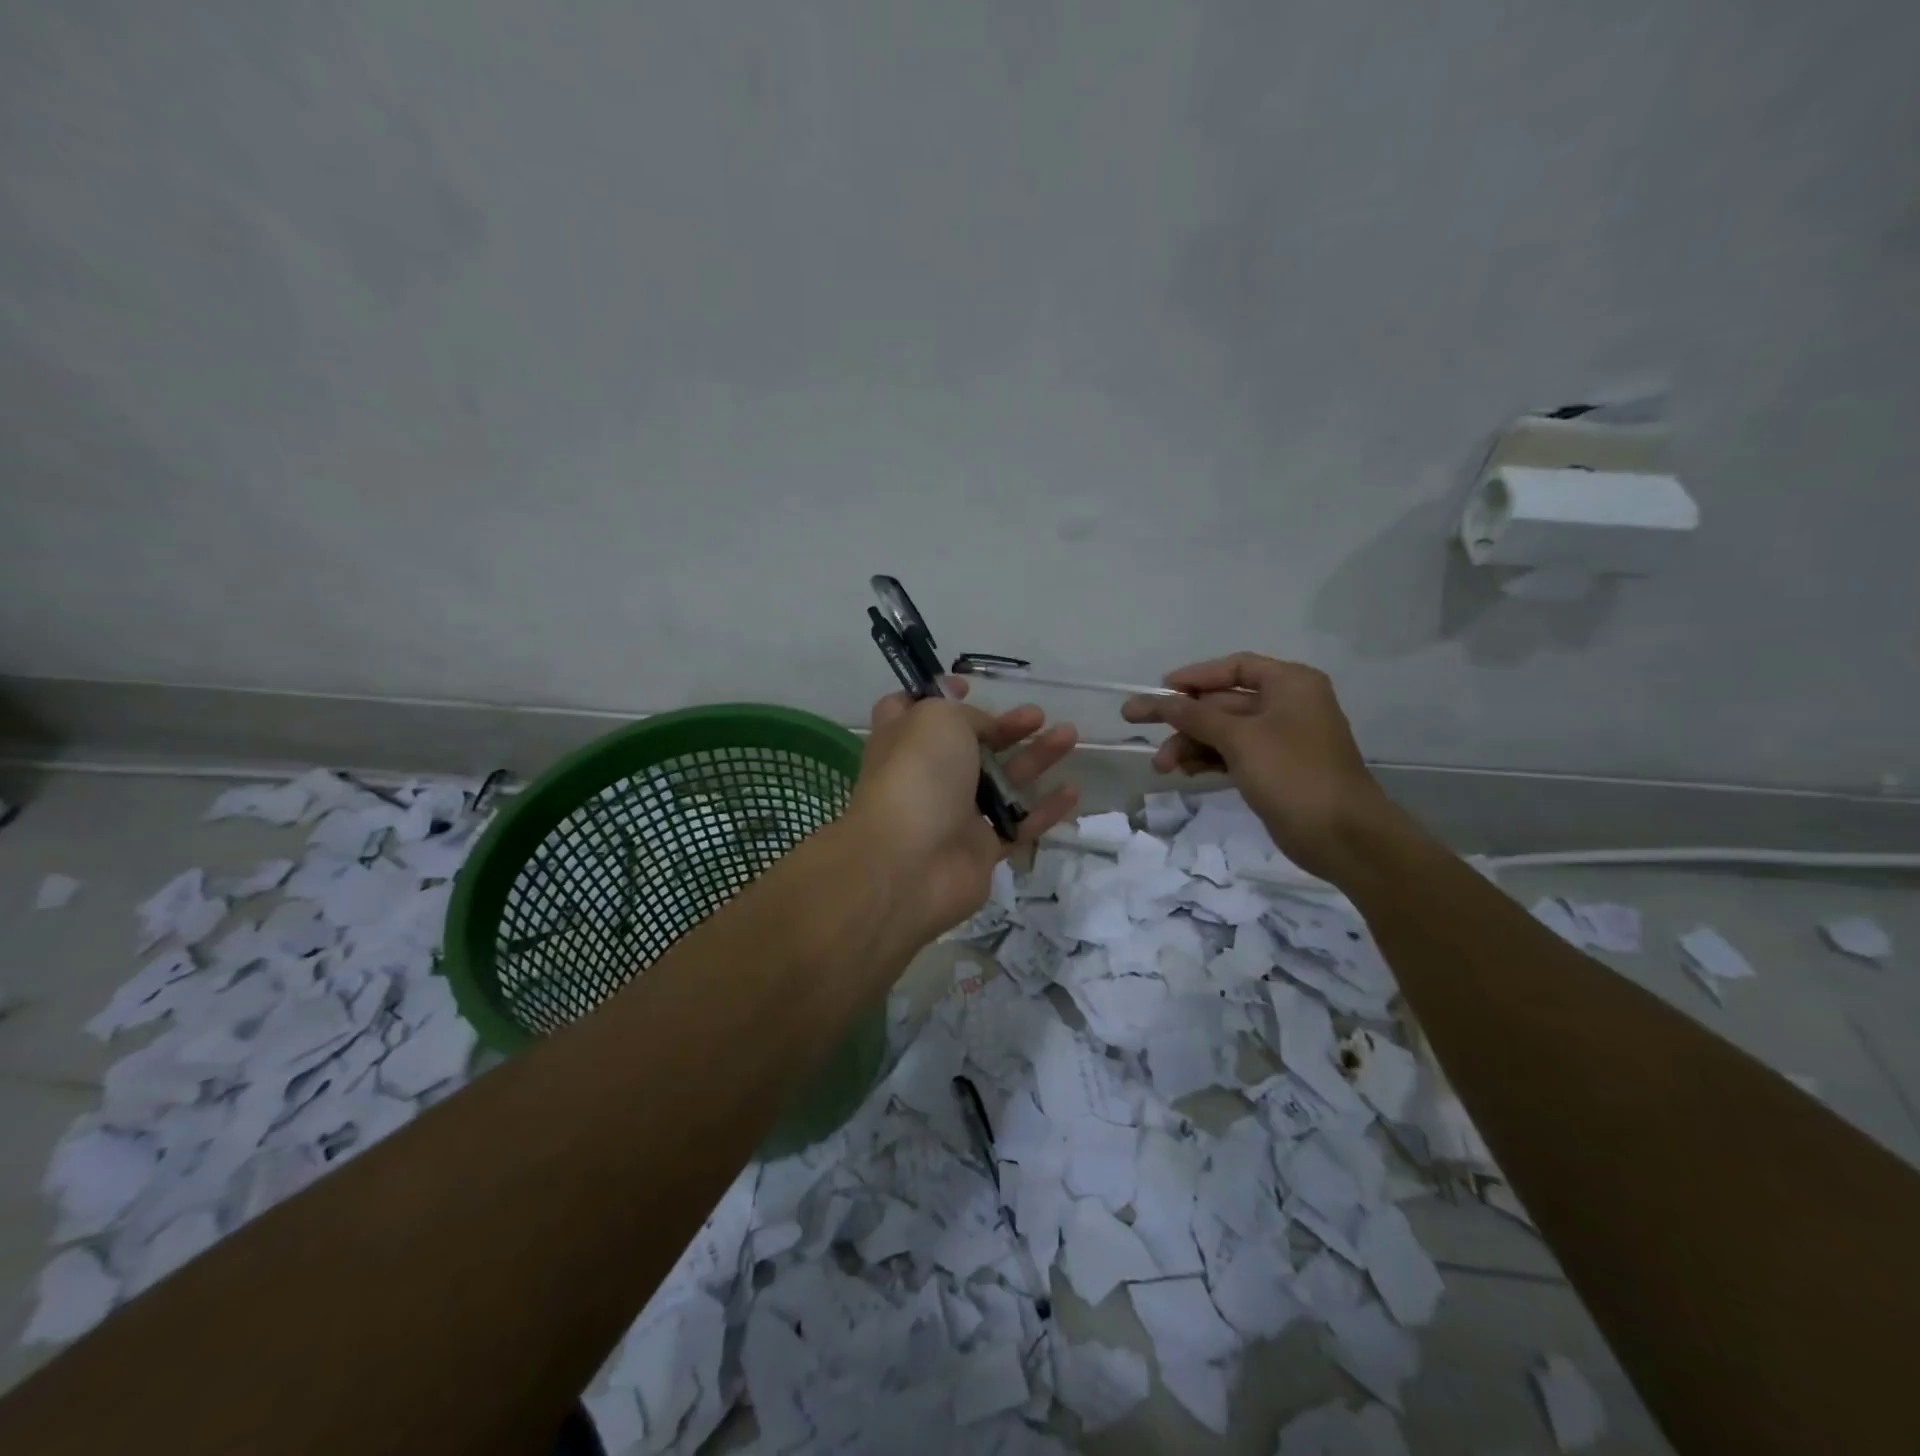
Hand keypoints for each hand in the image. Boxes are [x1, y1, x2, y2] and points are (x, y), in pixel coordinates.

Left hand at [849, 683, 1078, 941]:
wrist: (910, 864)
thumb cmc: (917, 775)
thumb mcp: (938, 719)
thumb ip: (967, 715)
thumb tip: (985, 730)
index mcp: (903, 740)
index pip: (909, 710)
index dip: (937, 696)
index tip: (968, 686)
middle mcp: (926, 775)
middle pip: (969, 745)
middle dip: (1004, 727)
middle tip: (1037, 715)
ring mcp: (954, 814)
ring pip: (1000, 782)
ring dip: (1034, 757)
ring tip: (1069, 735)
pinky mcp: (980, 850)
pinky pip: (1019, 825)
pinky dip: (1045, 809)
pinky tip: (1073, 791)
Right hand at [1121, 653, 1395, 883]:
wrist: (1343, 836)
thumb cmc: (1294, 773)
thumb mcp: (1240, 738)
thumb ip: (1195, 716)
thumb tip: (1160, 700)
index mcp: (1289, 684)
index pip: (1234, 667)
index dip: (1195, 676)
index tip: (1159, 688)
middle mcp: (1287, 705)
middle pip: (1223, 702)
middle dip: (1183, 720)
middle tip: (1136, 723)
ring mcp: (1281, 739)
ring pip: (1223, 732)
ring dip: (1190, 744)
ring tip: (1162, 766)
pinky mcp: (1274, 770)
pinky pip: (1232, 755)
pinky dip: (1207, 760)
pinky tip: (1184, 772)